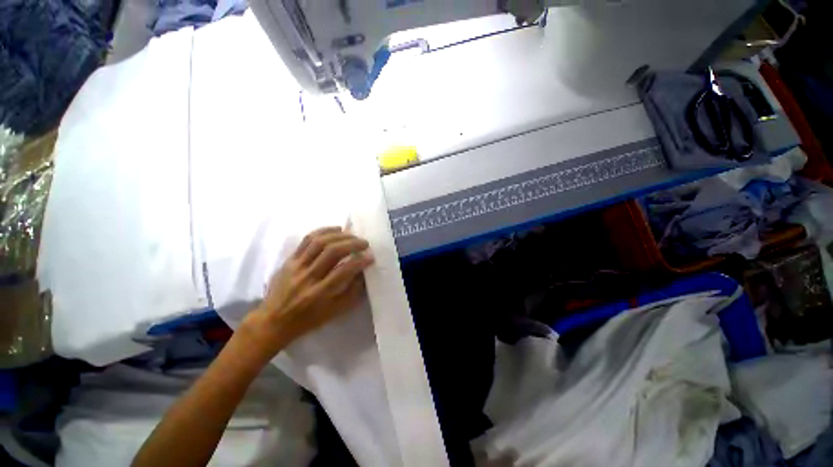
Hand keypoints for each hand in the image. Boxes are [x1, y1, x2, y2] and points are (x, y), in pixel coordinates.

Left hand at [241, 227, 373, 358]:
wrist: (273, 320)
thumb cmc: (309, 319)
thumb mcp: (335, 311)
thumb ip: (352, 291)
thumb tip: (364, 271)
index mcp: (320, 294)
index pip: (344, 271)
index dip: (360, 261)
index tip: (371, 257)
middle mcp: (308, 277)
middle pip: (332, 252)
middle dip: (352, 243)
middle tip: (364, 243)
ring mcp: (296, 266)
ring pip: (320, 242)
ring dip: (340, 235)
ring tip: (352, 235)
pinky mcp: (289, 259)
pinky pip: (307, 239)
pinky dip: (324, 230)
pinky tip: (336, 229)